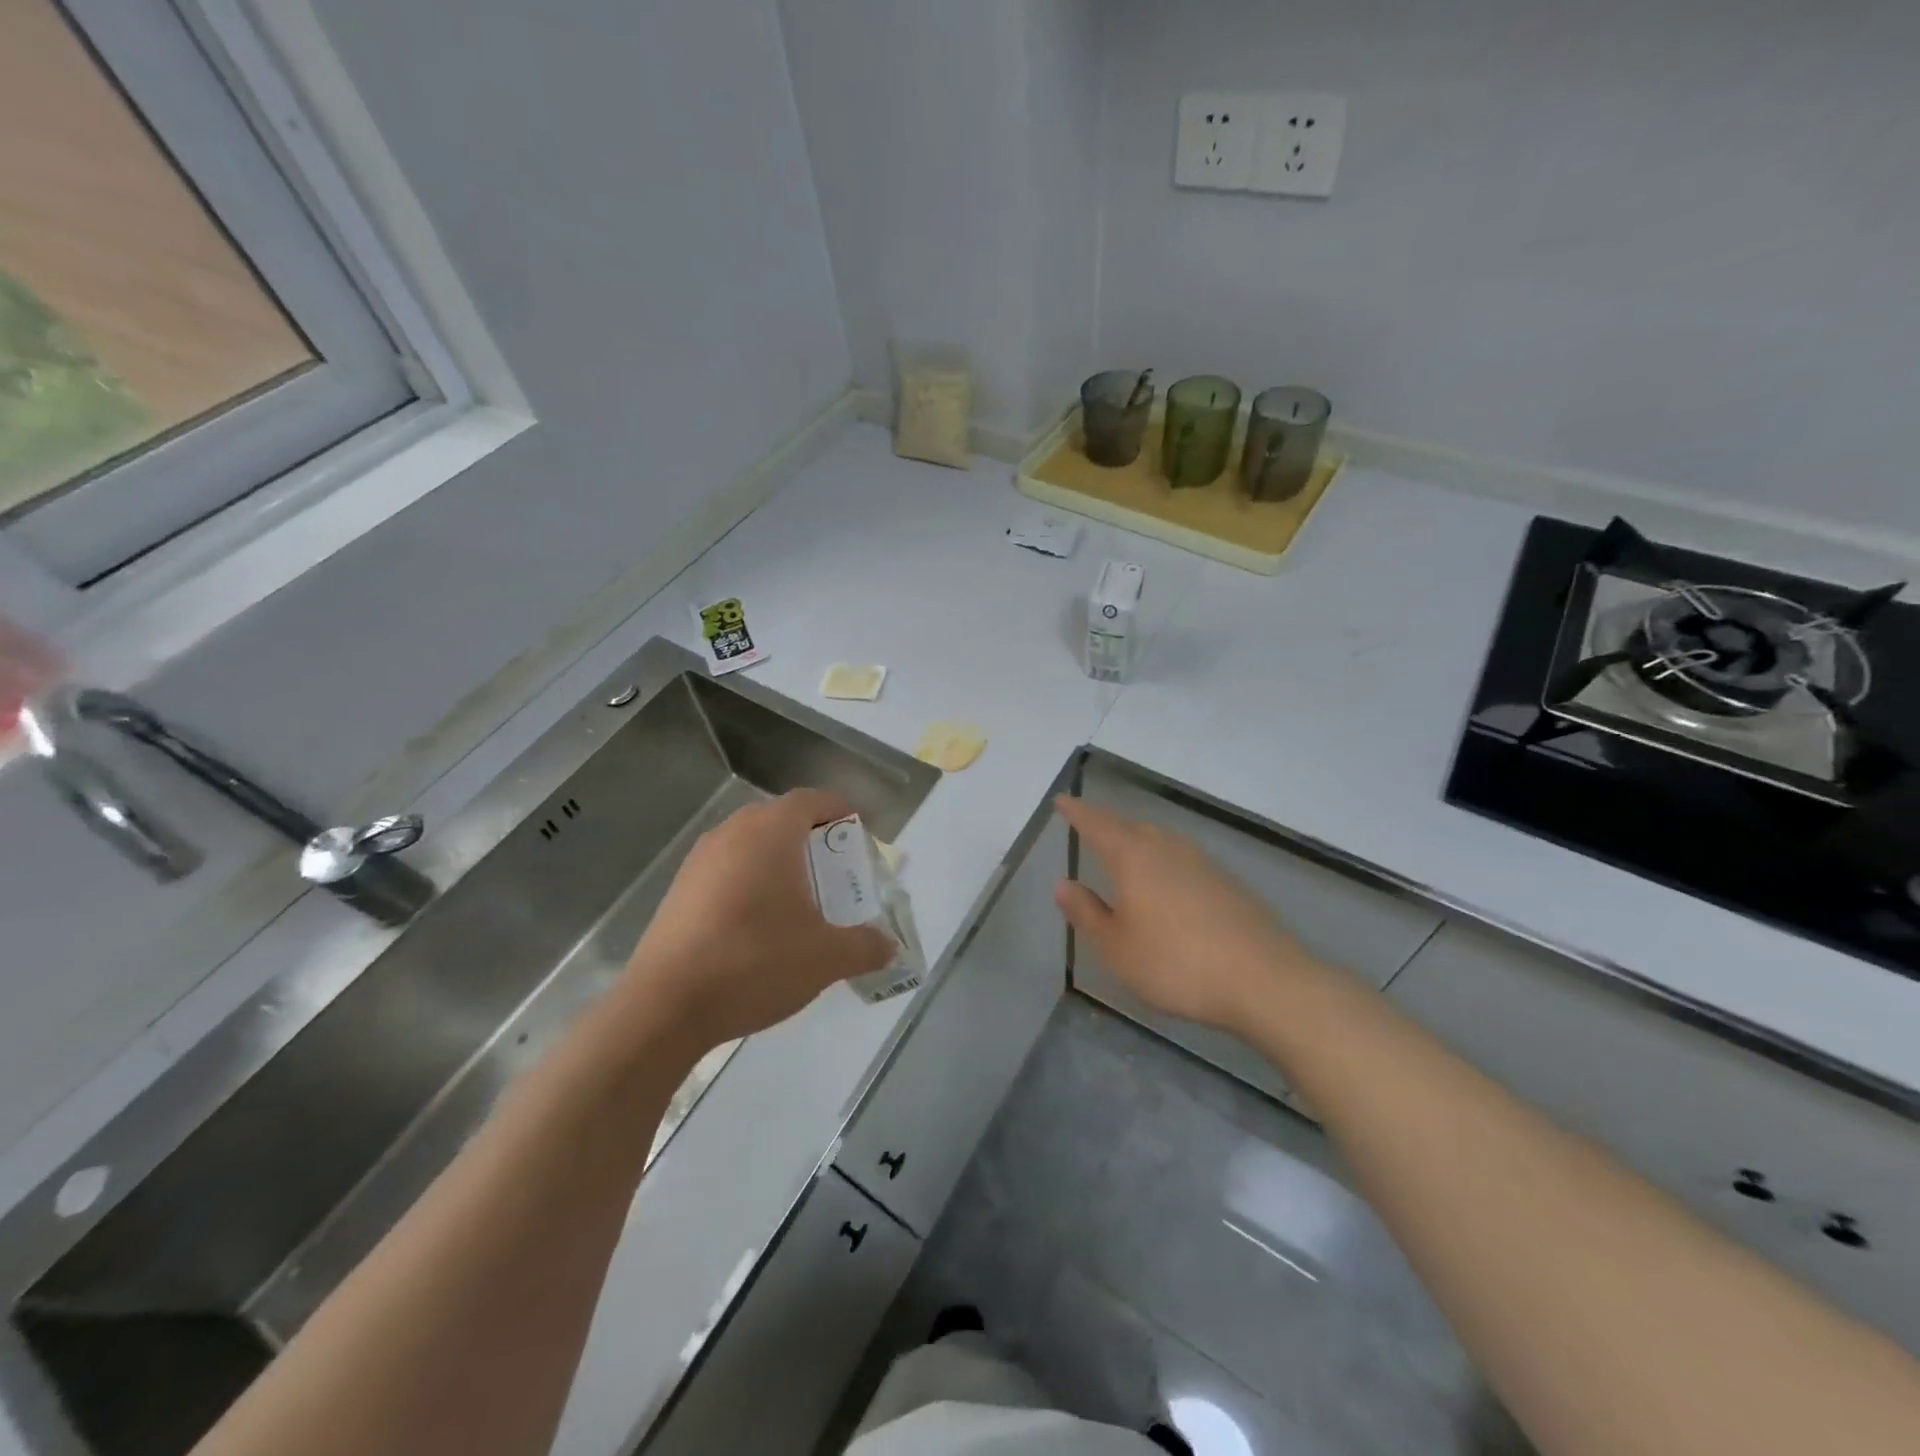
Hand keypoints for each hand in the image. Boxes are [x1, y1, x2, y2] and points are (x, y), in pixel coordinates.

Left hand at [622, 789, 894, 1049]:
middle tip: (833, 869)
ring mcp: (699, 861)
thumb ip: (865, 947)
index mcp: (770, 833)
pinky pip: (725, 870)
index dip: (838, 810)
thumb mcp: (825, 958)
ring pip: (748, 844)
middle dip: (810, 837)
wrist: (665, 1007)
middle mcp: (732, 834)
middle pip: (779, 818)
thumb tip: (889, 947)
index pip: (811, 800)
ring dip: (777, 860)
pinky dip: (749, 881)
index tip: (857, 832)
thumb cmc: (755, 963)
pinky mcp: (678, 891)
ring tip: (799, 898)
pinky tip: (758, 924)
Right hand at [1054, 794, 1319, 1032]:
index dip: (1077, 812)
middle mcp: (1167, 849)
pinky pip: (1183, 859)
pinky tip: (1167, 884)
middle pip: (1131, 826)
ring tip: (1125, 852)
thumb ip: (1087, 913)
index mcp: (1133, 857)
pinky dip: (1164, 862)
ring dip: (1138, 840)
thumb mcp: (1116, 948)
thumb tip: (1064, 883)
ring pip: (1160, 840)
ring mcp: (1202, 862)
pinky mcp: (1227, 881)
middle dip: (1108, 825)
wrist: (1264, 980)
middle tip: (1090, 827)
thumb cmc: (1176, 964)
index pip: (1098, 824)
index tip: (1062, 800)